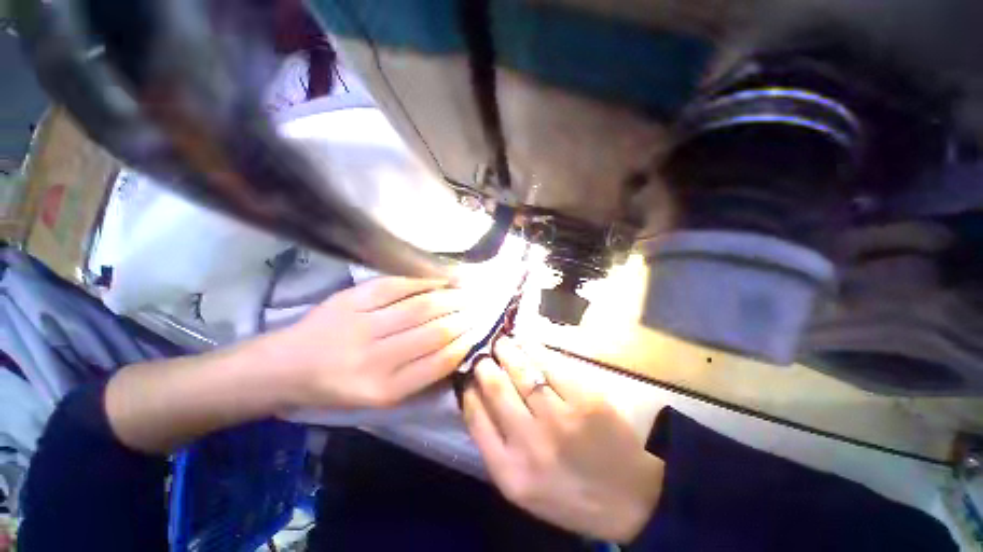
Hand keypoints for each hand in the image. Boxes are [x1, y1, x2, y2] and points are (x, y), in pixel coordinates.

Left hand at [276, 277, 477, 408]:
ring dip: (449, 299)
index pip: (439, 363)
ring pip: (419, 308)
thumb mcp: (378, 397)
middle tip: (481, 307)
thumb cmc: (335, 387)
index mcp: (384, 389)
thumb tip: (456, 352)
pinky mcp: (351, 300)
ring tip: (468, 292)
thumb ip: (417, 379)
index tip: (479, 331)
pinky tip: (440, 278)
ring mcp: (362, 325)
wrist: (282, 366)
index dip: (464, 344)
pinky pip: (395, 286)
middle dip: (463, 318)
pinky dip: (423, 280)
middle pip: (433, 332)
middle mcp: (375, 360)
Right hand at [463, 337, 664, 542]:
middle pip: (496, 388)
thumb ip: (495, 445)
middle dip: (485, 363)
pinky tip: (526, 343)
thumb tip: (476, 397)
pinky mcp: (585, 400)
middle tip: (484, 353)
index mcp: (509, 472)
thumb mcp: (521, 486)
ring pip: (521, 371)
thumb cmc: (568, 494)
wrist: (628, 498)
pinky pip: (550, 365)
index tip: (468, 375)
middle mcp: (530, 444)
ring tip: (502, 342)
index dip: (469, 388)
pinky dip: (534, 349)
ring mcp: (560, 419)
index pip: (475, 417)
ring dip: (507, 351)